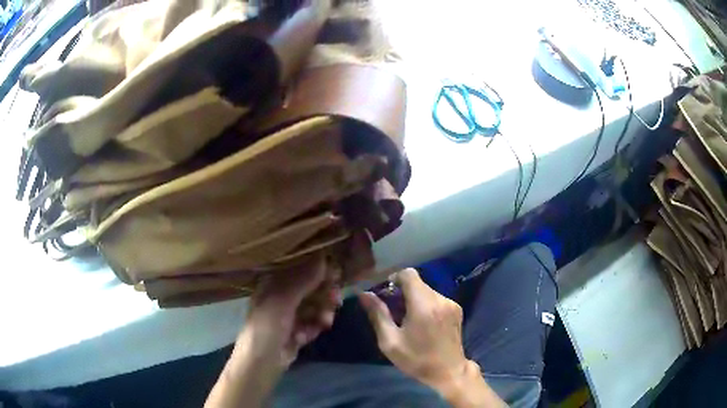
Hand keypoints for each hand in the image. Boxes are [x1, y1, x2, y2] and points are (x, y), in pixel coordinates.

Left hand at [206, 256, 340, 407]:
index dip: (317, 270)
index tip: (334, 274)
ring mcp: (290, 314)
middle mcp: (282, 296)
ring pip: (315, 306)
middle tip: (336, 300)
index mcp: (272, 283)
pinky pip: (313, 323)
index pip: (298, 269)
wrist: (261, 363)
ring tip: (324, 322)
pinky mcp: (297, 330)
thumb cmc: (266, 327)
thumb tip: (323, 256)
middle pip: (310, 288)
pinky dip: (314, 327)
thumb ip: (303, 280)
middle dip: (324, 295)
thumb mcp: (282, 301)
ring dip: (322, 313)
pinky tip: (307, 336)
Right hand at [358, 268, 469, 386]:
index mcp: (423, 305)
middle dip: (403, 291)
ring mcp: (451, 303)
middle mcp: (440, 299)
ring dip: (414, 298)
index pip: (409, 274)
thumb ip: (378, 315)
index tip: (385, 292)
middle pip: (418, 283)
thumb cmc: (417, 359)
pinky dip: (426, 304)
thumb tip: (364, 294)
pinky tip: (423, 323)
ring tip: (407, 319)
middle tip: (393, 310)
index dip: (394, 278)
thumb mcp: (390, 341)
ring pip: (427, 290)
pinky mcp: (457, 309)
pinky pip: (436, 298)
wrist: (449, 372)